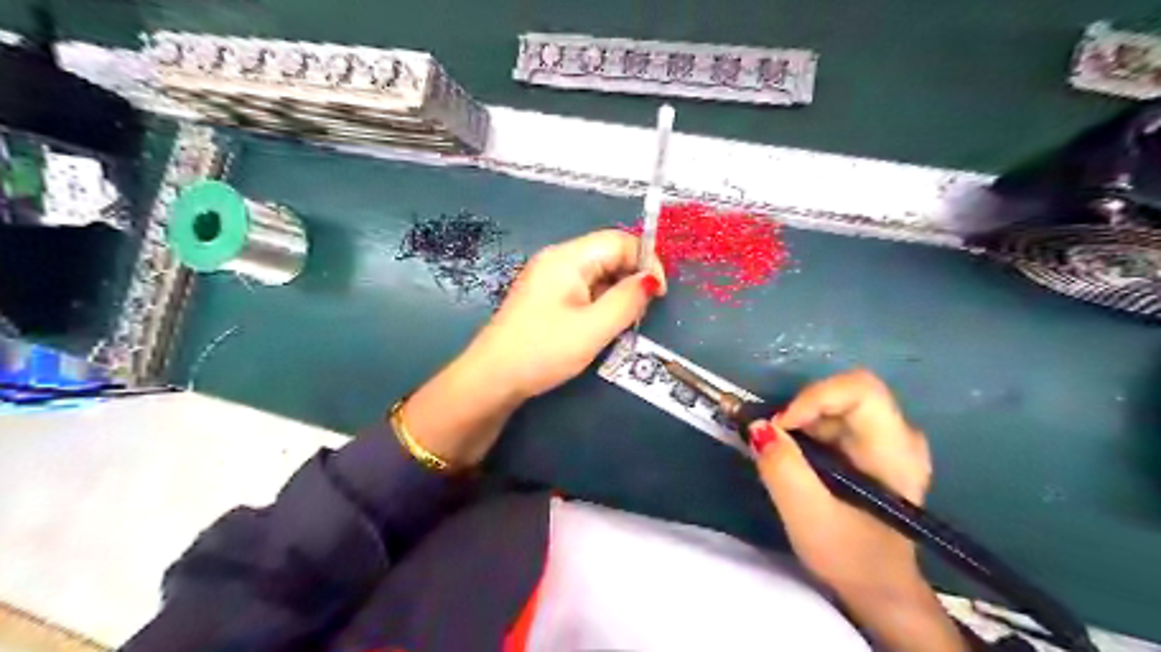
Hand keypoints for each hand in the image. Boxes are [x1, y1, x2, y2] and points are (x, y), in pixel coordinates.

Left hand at [399, 228, 660, 467]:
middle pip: (608, 254)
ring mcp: (549, 278)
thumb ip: (627, 301)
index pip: (618, 241)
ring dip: (616, 294)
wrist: (492, 379)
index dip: (645, 261)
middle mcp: (557, 260)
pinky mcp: (546, 297)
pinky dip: (599, 303)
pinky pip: (583, 289)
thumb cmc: (544, 351)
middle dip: (631, 279)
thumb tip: (651, 280)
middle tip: (640, 313)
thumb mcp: (593, 328)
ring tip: (621, 324)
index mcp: (567, 258)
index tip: (658, 294)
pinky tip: (600, 326)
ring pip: (597, 274)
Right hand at [748, 371, 966, 650]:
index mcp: (895, 449)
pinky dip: (806, 432)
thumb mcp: (808, 517)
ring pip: (834, 405)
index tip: (781, 426)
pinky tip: (798, 462)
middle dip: (801, 412)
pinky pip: (833, 420)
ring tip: (784, 458)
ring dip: (800, 424)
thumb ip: (783, 469)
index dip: (815, 397)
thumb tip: (758, 427)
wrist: (878, 587)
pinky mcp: (871, 447)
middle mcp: (898, 435)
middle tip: (775, 443)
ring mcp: (886, 439)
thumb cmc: (850, 556)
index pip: (860, 389)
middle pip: (843, 394)